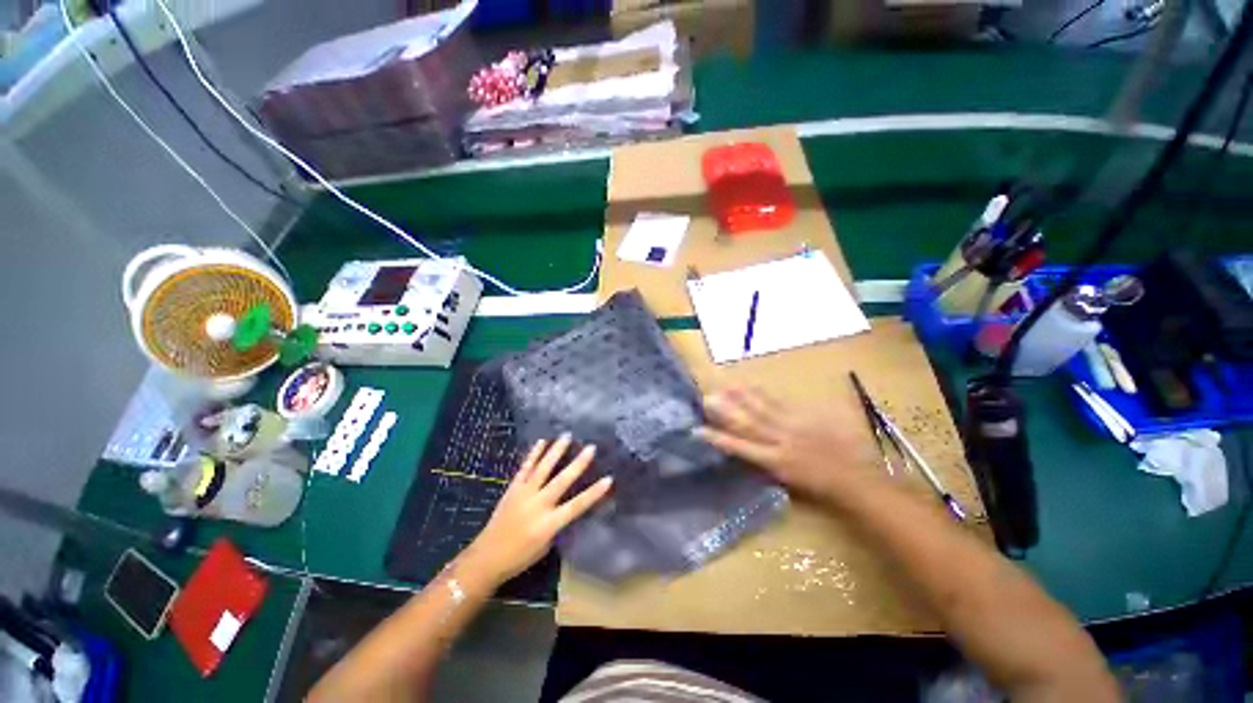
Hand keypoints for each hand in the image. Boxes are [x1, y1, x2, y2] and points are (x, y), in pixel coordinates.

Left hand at [458, 435, 612, 590]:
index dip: (594, 493)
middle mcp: (537, 505)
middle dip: (578, 464)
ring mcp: (524, 494)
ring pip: (542, 469)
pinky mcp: (513, 489)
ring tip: (566, 436)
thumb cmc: (520, 557)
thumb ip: (557, 523)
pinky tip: (541, 442)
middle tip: (591, 448)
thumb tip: (568, 504)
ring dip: (555, 451)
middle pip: (561, 481)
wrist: (486, 558)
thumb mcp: (545, 545)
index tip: (608, 479)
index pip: (577, 506)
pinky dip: (534, 454)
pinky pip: (525, 468)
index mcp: (548, 524)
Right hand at [697, 386, 879, 502]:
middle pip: (748, 423)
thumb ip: (767, 463)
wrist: (856, 479)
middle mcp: (780, 441)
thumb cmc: (820, 486)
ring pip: (762, 409)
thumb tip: (748, 449)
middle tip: (708, 398)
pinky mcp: (806, 416)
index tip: (698, 430)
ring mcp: (793, 426)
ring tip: (726, 386)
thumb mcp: (788, 481)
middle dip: (726, 411)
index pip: (740, 447)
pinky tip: (753, 387)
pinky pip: (781, 403)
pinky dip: (764, 395)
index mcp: (775, 462)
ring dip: (742, 397)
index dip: (718, 438)